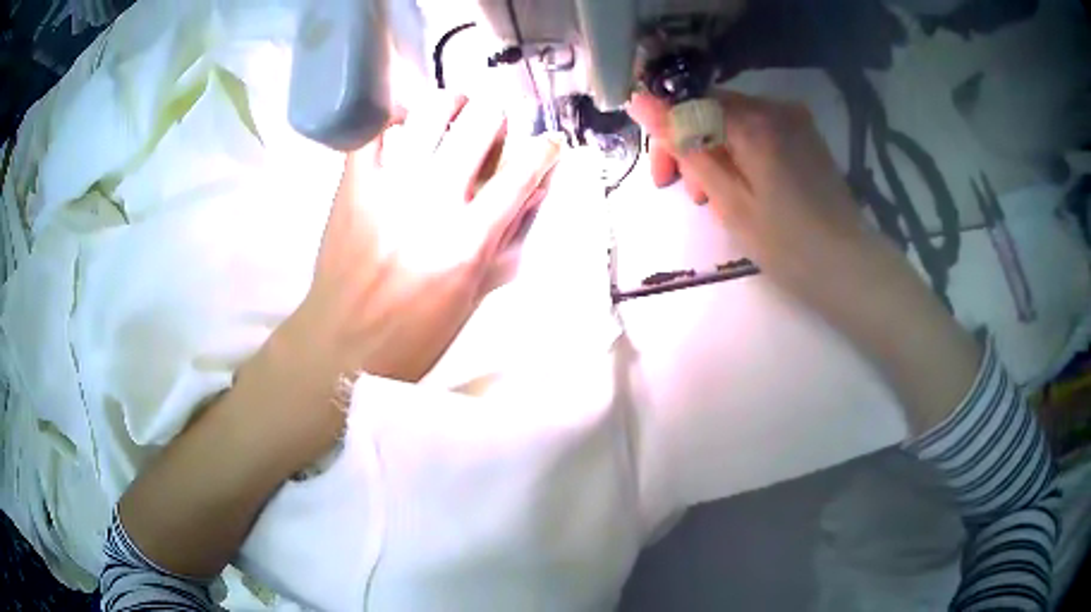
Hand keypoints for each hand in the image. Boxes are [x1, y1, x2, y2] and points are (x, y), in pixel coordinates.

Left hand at [268, 92, 559, 405]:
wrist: (343, 344)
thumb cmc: (415, 333)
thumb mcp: (472, 295)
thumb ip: (502, 239)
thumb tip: (529, 193)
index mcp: (468, 238)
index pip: (522, 171)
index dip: (543, 149)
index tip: (545, 145)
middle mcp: (433, 200)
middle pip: (479, 121)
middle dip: (494, 117)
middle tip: (488, 129)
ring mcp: (389, 186)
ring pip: (430, 110)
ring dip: (449, 106)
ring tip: (449, 117)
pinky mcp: (353, 184)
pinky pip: (375, 129)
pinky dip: (394, 122)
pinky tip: (402, 132)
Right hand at [629, 92, 895, 308]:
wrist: (849, 266)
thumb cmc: (786, 244)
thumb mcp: (728, 199)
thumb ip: (685, 146)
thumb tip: (639, 101)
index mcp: (754, 121)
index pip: (688, 104)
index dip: (667, 135)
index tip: (663, 178)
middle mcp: (774, 107)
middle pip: (712, 110)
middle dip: (693, 146)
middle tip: (692, 197)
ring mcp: (794, 120)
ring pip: (734, 122)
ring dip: (717, 153)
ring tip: (718, 200)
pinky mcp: (805, 136)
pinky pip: (759, 131)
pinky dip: (742, 154)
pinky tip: (745, 188)